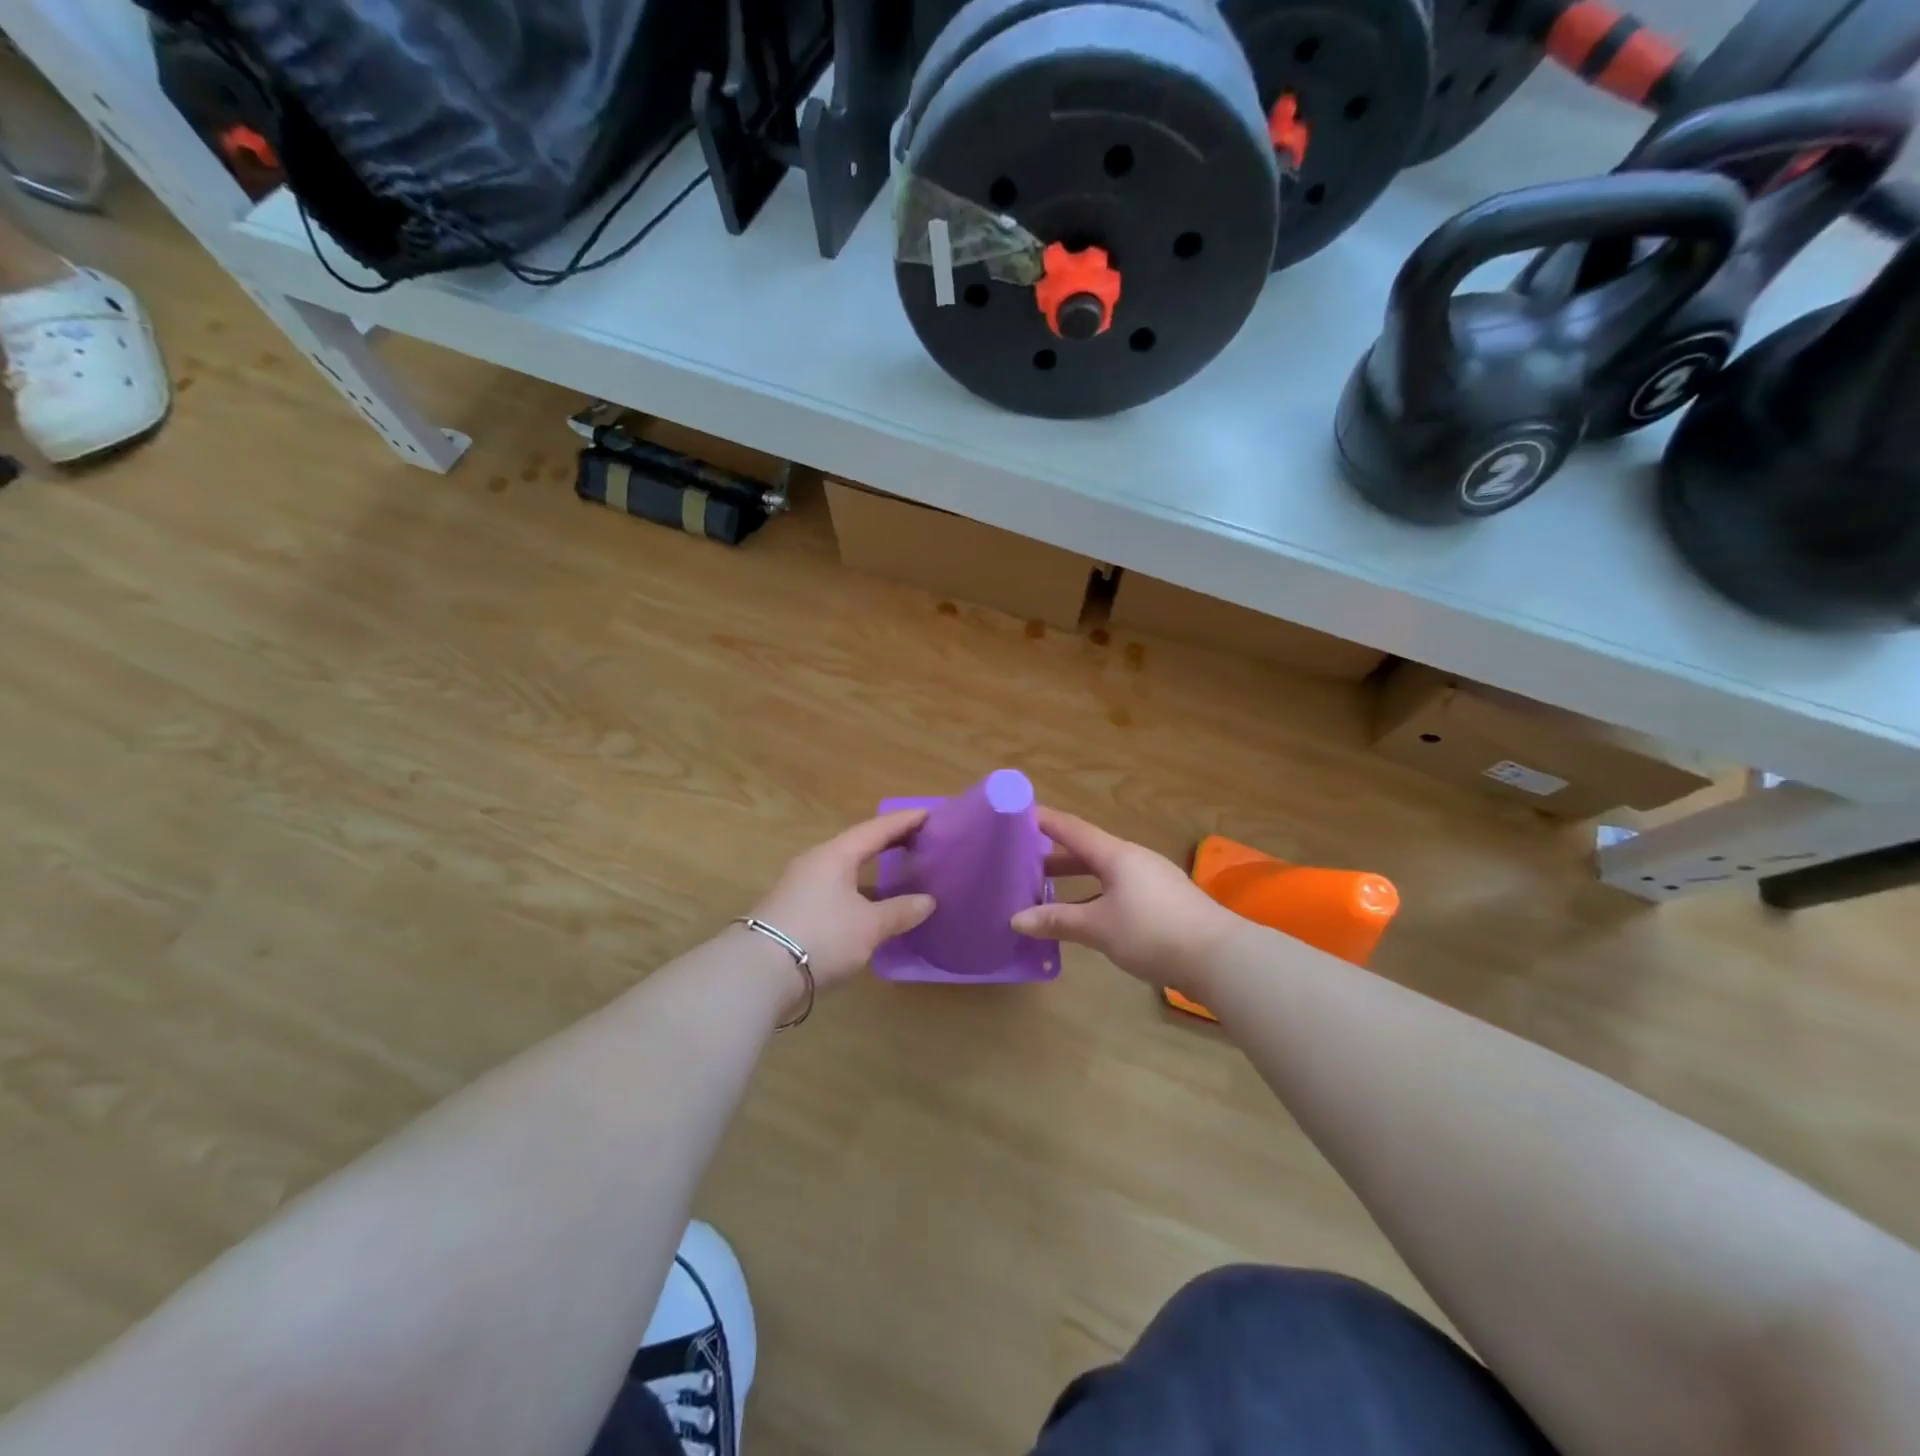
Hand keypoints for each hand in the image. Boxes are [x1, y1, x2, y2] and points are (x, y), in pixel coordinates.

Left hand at [747, 809, 935, 990]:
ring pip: (844, 870)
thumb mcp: (868, 926)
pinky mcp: (793, 911)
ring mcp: (800, 887)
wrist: (757, 972)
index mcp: (835, 855)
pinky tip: (870, 908)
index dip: (903, 821)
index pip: (875, 830)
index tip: (928, 814)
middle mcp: (816, 863)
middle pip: (857, 846)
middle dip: (887, 843)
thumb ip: (899, 911)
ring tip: (898, 874)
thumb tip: (928, 901)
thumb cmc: (821, 936)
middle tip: (917, 840)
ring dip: (871, 871)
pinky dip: (857, 893)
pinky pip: (834, 891)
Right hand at [1010, 806, 1234, 991]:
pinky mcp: (1163, 902)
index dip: (1044, 821)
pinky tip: (1085, 916)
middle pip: (1087, 850)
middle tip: (1022, 861)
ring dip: (1075, 879)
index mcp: (1117, 855)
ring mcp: (1151, 880)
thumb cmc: (1152, 932)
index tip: (1017, 814)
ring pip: (1104, 872)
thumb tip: (1016, 919)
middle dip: (1054, 856)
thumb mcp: (1098, 927)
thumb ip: (1057, 920)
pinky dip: (1094, 896)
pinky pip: (1118, 889)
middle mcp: (1133, 860)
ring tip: (1045, 891)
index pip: (1072, 829)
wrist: (1219, 958)